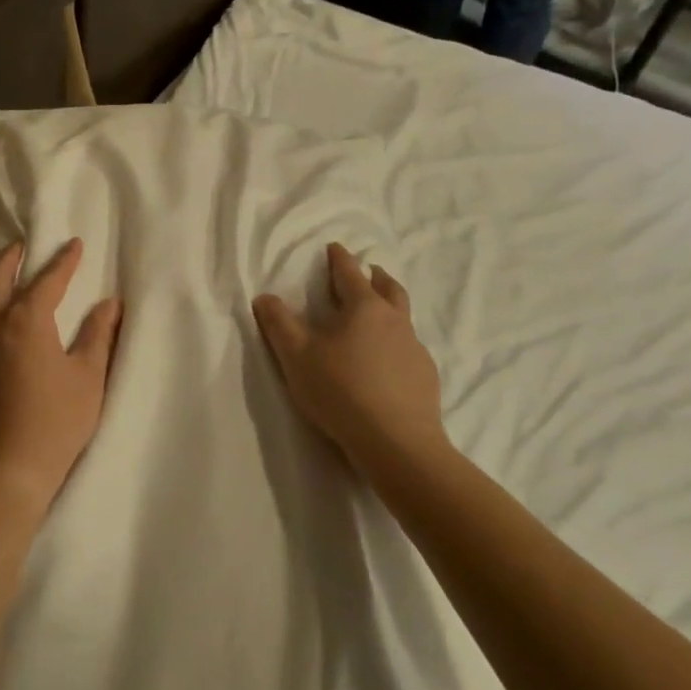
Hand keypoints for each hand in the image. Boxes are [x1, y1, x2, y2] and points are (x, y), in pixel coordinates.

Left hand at [0, 238, 121, 515]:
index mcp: (26, 320)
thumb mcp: (88, 377)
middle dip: (13, 258)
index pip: (48, 279)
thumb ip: (98, 335)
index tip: (74, 244)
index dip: (64, 261)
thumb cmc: (54, 422)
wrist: (2, 472)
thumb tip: (110, 303)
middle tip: (24, 245)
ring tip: (6, 277)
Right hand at [253, 243, 448, 481]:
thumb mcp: (296, 357)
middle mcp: (394, 321)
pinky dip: (397, 343)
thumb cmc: (341, 391)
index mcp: (364, 308)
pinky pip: (410, 349)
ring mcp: (415, 349)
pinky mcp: (425, 376)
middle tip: (370, 271)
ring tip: (379, 314)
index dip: (339, 259)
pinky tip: (389, 362)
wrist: (396, 442)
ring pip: (403, 317)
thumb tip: (264, 297)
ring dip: (391, 307)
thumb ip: (279, 324)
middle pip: (388, 288)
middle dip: (376, 276)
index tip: (335, 247)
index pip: (349, 274)